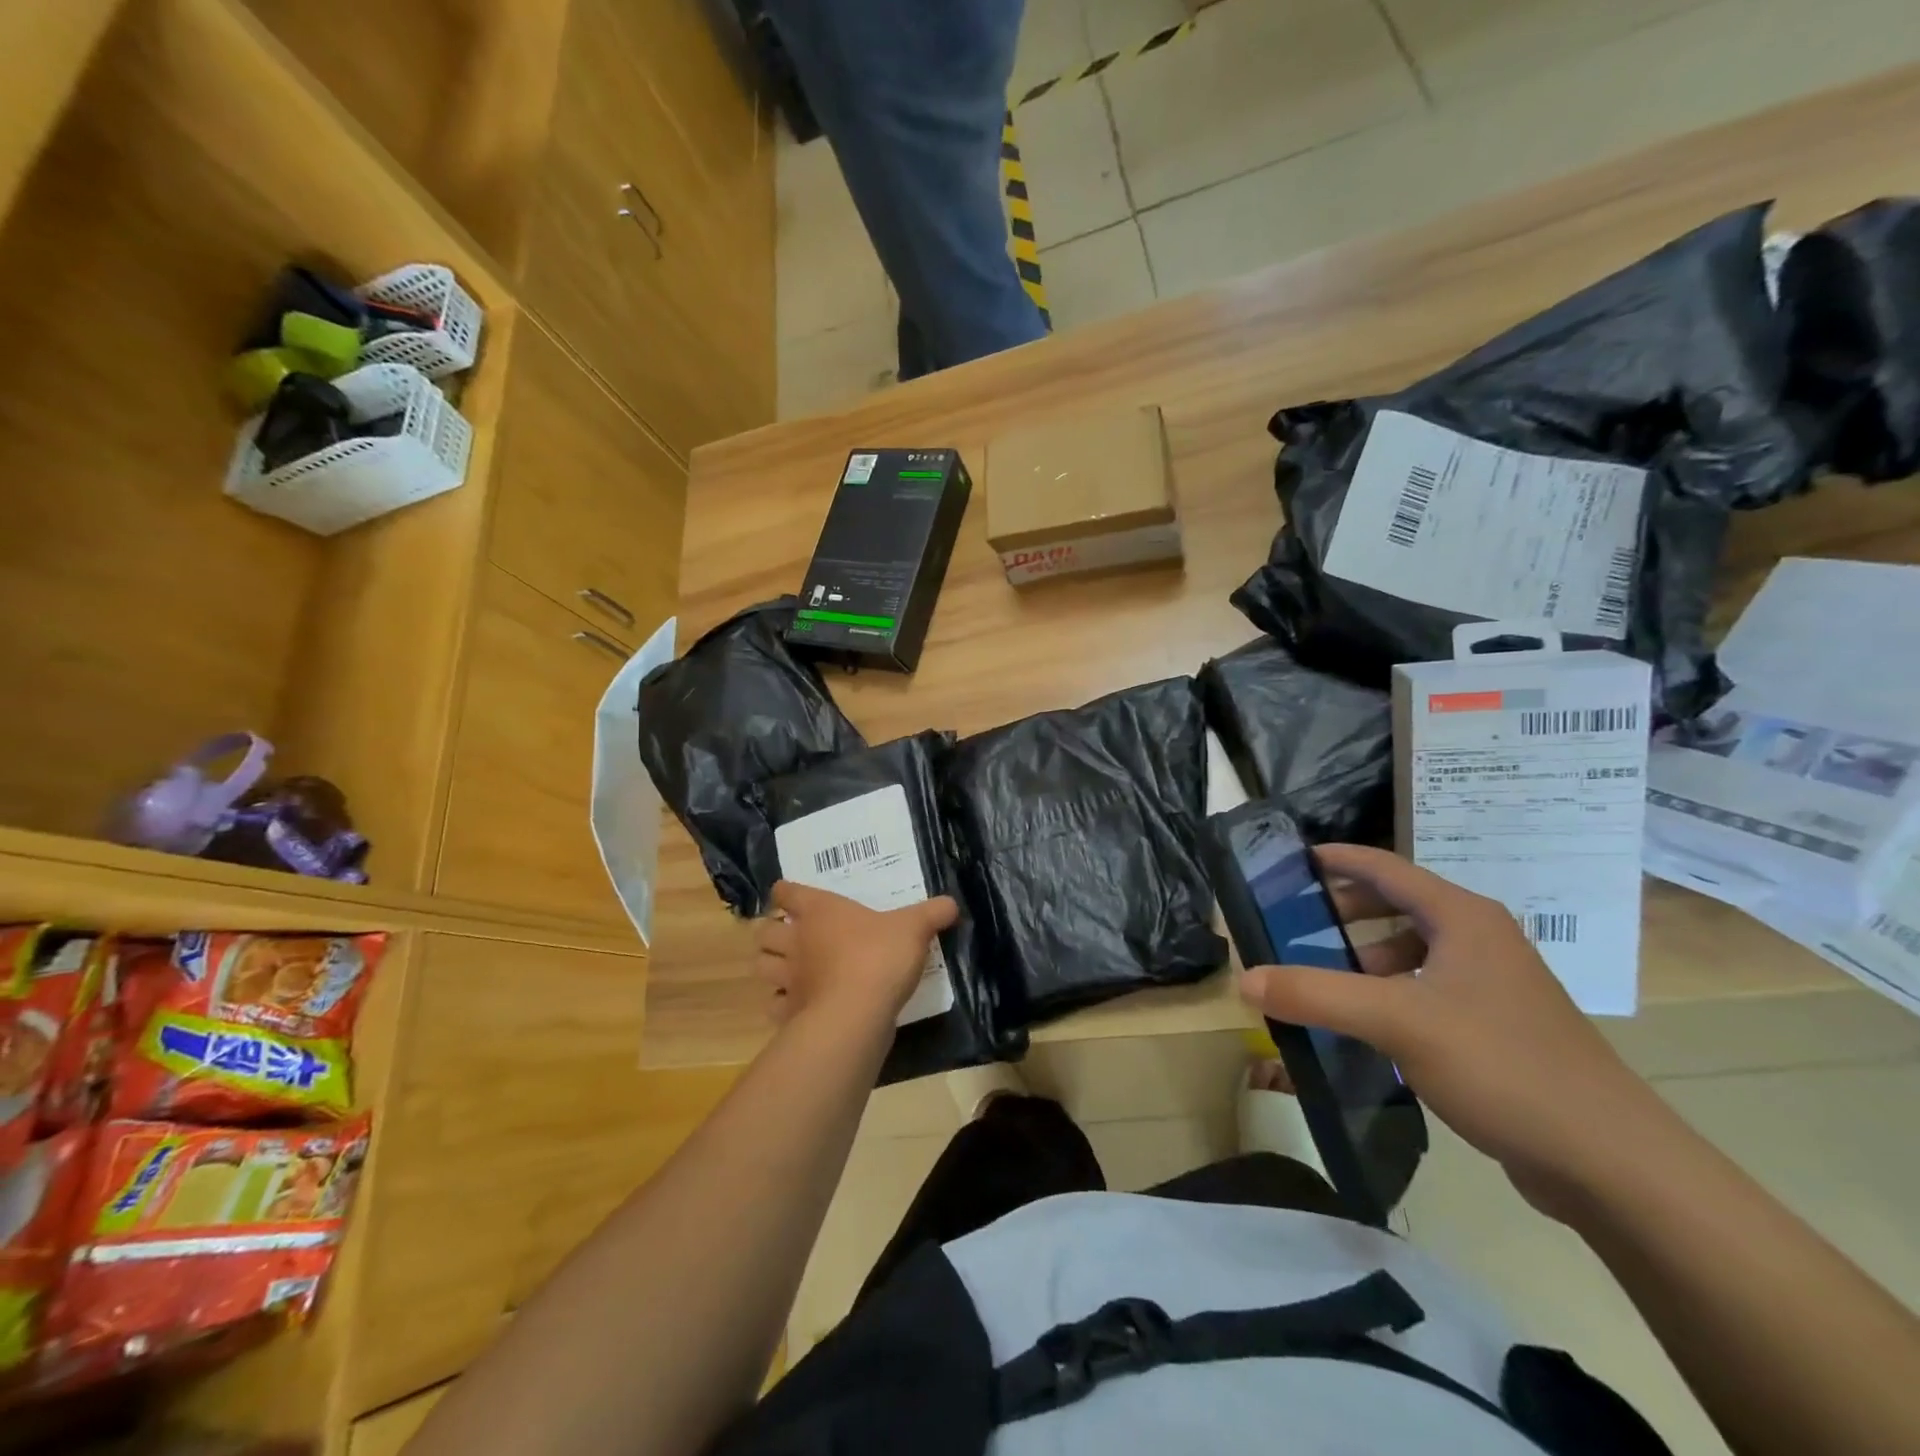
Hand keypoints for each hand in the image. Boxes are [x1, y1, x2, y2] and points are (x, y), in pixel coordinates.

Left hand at [754, 881, 957, 1031]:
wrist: (857, 1013)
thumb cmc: (880, 956)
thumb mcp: (915, 928)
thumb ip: (933, 913)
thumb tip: (952, 904)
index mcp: (819, 911)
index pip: (787, 892)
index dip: (786, 893)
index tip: (789, 896)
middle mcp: (797, 940)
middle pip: (763, 931)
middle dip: (769, 932)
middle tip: (787, 936)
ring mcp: (789, 978)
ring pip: (760, 966)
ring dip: (768, 965)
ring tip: (785, 968)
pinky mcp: (790, 1012)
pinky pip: (773, 1006)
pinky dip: (779, 1005)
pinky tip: (795, 1005)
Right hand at [1239, 844, 1666, 1216]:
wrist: (1612, 1162)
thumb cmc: (1502, 1065)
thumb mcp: (1397, 1022)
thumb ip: (1316, 995)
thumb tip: (1245, 979)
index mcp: (1463, 918)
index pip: (1386, 867)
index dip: (1337, 858)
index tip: (1291, 860)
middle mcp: (1481, 940)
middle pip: (1400, 905)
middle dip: (1346, 911)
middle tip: (1296, 923)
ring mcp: (1495, 985)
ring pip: (1415, 950)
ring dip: (1368, 956)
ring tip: (1325, 979)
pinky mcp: (1499, 1027)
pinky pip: (1429, 990)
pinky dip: (1392, 993)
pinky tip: (1369, 1027)